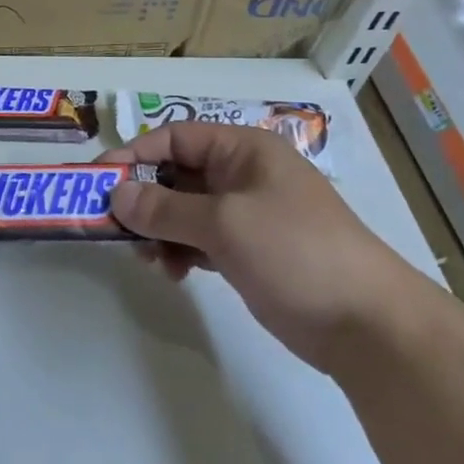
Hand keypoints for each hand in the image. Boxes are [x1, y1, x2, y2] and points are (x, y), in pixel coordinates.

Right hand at [100, 122, 423, 371]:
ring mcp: (245, 214)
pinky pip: (197, 239)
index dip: (133, 155)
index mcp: (243, 150)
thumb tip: (115, 194)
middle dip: (143, 200)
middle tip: (116, 228)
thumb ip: (163, 207)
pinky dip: (179, 251)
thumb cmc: (295, 252)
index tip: (97, 182)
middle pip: (174, 174)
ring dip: (158, 230)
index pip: (174, 138)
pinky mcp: (247, 250)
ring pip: (182, 210)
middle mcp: (241, 175)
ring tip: (150, 259)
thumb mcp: (223, 223)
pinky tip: (174, 274)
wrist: (367, 324)